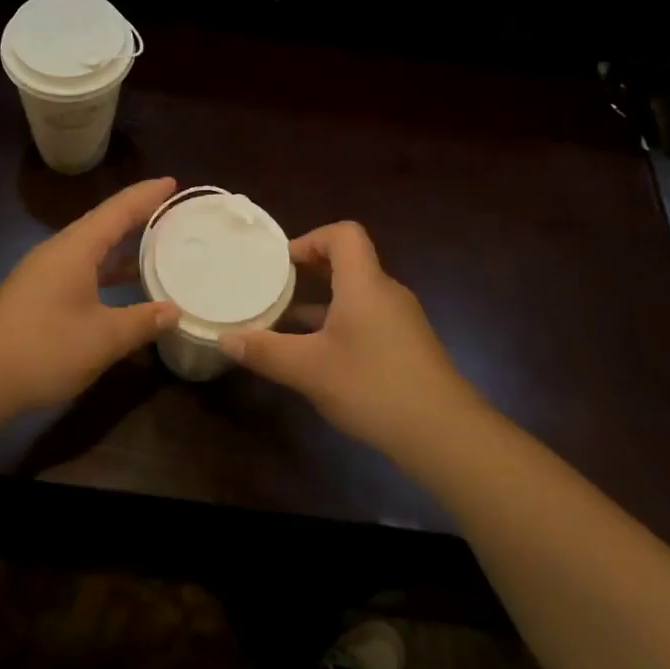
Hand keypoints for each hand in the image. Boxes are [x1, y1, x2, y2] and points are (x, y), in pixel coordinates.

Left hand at [0, 178, 179, 417]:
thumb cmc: (43, 348)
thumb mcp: (102, 338)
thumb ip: (141, 321)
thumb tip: (174, 310)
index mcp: (75, 248)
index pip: (118, 210)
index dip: (146, 195)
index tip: (173, 183)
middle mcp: (58, 252)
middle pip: (103, 223)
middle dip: (136, 215)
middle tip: (170, 211)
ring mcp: (43, 273)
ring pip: (90, 248)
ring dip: (120, 245)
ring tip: (155, 245)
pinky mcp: (35, 295)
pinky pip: (80, 268)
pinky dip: (105, 269)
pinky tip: (120, 286)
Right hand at [221, 221, 479, 458]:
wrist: (445, 434)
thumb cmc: (373, 386)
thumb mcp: (309, 370)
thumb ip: (265, 352)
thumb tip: (225, 339)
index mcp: (364, 283)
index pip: (344, 234)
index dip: (311, 239)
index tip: (282, 264)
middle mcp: (386, 292)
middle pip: (349, 262)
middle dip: (310, 271)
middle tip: (276, 289)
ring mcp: (401, 320)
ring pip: (357, 295)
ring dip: (323, 302)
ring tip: (288, 323)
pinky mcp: (408, 347)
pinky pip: (369, 319)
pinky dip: (342, 325)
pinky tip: (322, 359)